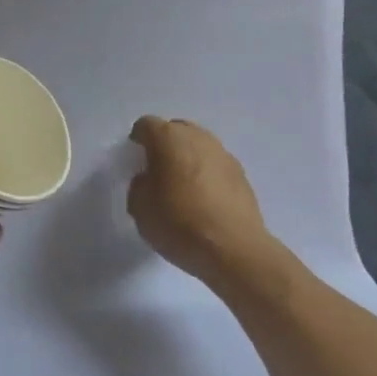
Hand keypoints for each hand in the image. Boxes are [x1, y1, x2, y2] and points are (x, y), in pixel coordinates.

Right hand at [127, 116, 304, 302]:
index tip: (134, 158)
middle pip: (176, 129)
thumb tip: (149, 179)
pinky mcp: (242, 175)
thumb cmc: (179, 224)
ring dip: (188, 158)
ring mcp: (224, 155)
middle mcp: (198, 138)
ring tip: (181, 185)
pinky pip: (216, 165)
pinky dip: (206, 174)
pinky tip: (203, 199)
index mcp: (168, 139)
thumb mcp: (140, 207)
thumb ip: (140, 184)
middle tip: (157, 169)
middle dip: (165, 144)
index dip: (137, 139)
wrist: (234, 250)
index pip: (146, 125)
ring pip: (199, 146)